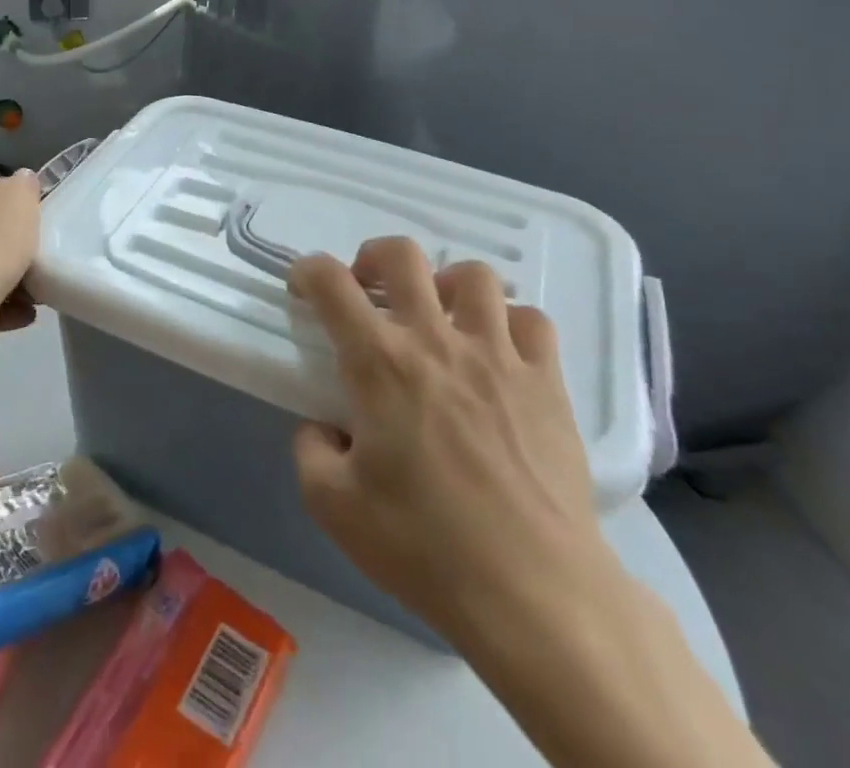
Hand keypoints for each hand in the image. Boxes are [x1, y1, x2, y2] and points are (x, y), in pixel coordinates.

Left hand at [0, 172, 41, 356]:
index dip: (5, 205)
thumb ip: (23, 185)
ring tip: (36, 290)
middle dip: (8, 247)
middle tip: (36, 255)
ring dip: (9, 280)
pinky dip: (4, 308)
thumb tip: (22, 181)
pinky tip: (25, 312)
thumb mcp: (20, 194)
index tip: (28, 220)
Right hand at [288, 237, 618, 659]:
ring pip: (473, 276)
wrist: (533, 593)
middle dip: (374, 257)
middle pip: (402, 255)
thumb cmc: (425, 547)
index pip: (331, 283)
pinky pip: (532, 320)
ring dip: (446, 285)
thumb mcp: (334, 507)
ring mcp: (498, 355)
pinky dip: (510, 323)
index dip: (308, 270)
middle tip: (369, 290)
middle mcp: (435, 340)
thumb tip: (323, 427)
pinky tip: (500, 351)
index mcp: (379, 363)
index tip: (304, 286)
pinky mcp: (546, 381)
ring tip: (440, 317)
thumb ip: (311, 451)